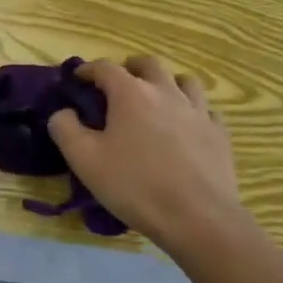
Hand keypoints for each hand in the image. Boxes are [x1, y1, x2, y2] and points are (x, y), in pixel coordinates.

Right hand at [48, 56, 242, 252]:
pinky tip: (187, 126)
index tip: (78, 78)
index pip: (105, 67)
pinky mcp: (219, 133)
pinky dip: (193, 110)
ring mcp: (197, 111)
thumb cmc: (136, 186)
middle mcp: (165, 92)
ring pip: (184, 81)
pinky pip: (206, 110)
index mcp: (130, 93)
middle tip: (120, 83)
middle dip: (131, 68)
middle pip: (148, 64)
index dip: (88, 69)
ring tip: (157, 98)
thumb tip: (63, 112)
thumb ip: (65, 129)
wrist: (199, 219)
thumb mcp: (85, 160)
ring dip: (167, 83)